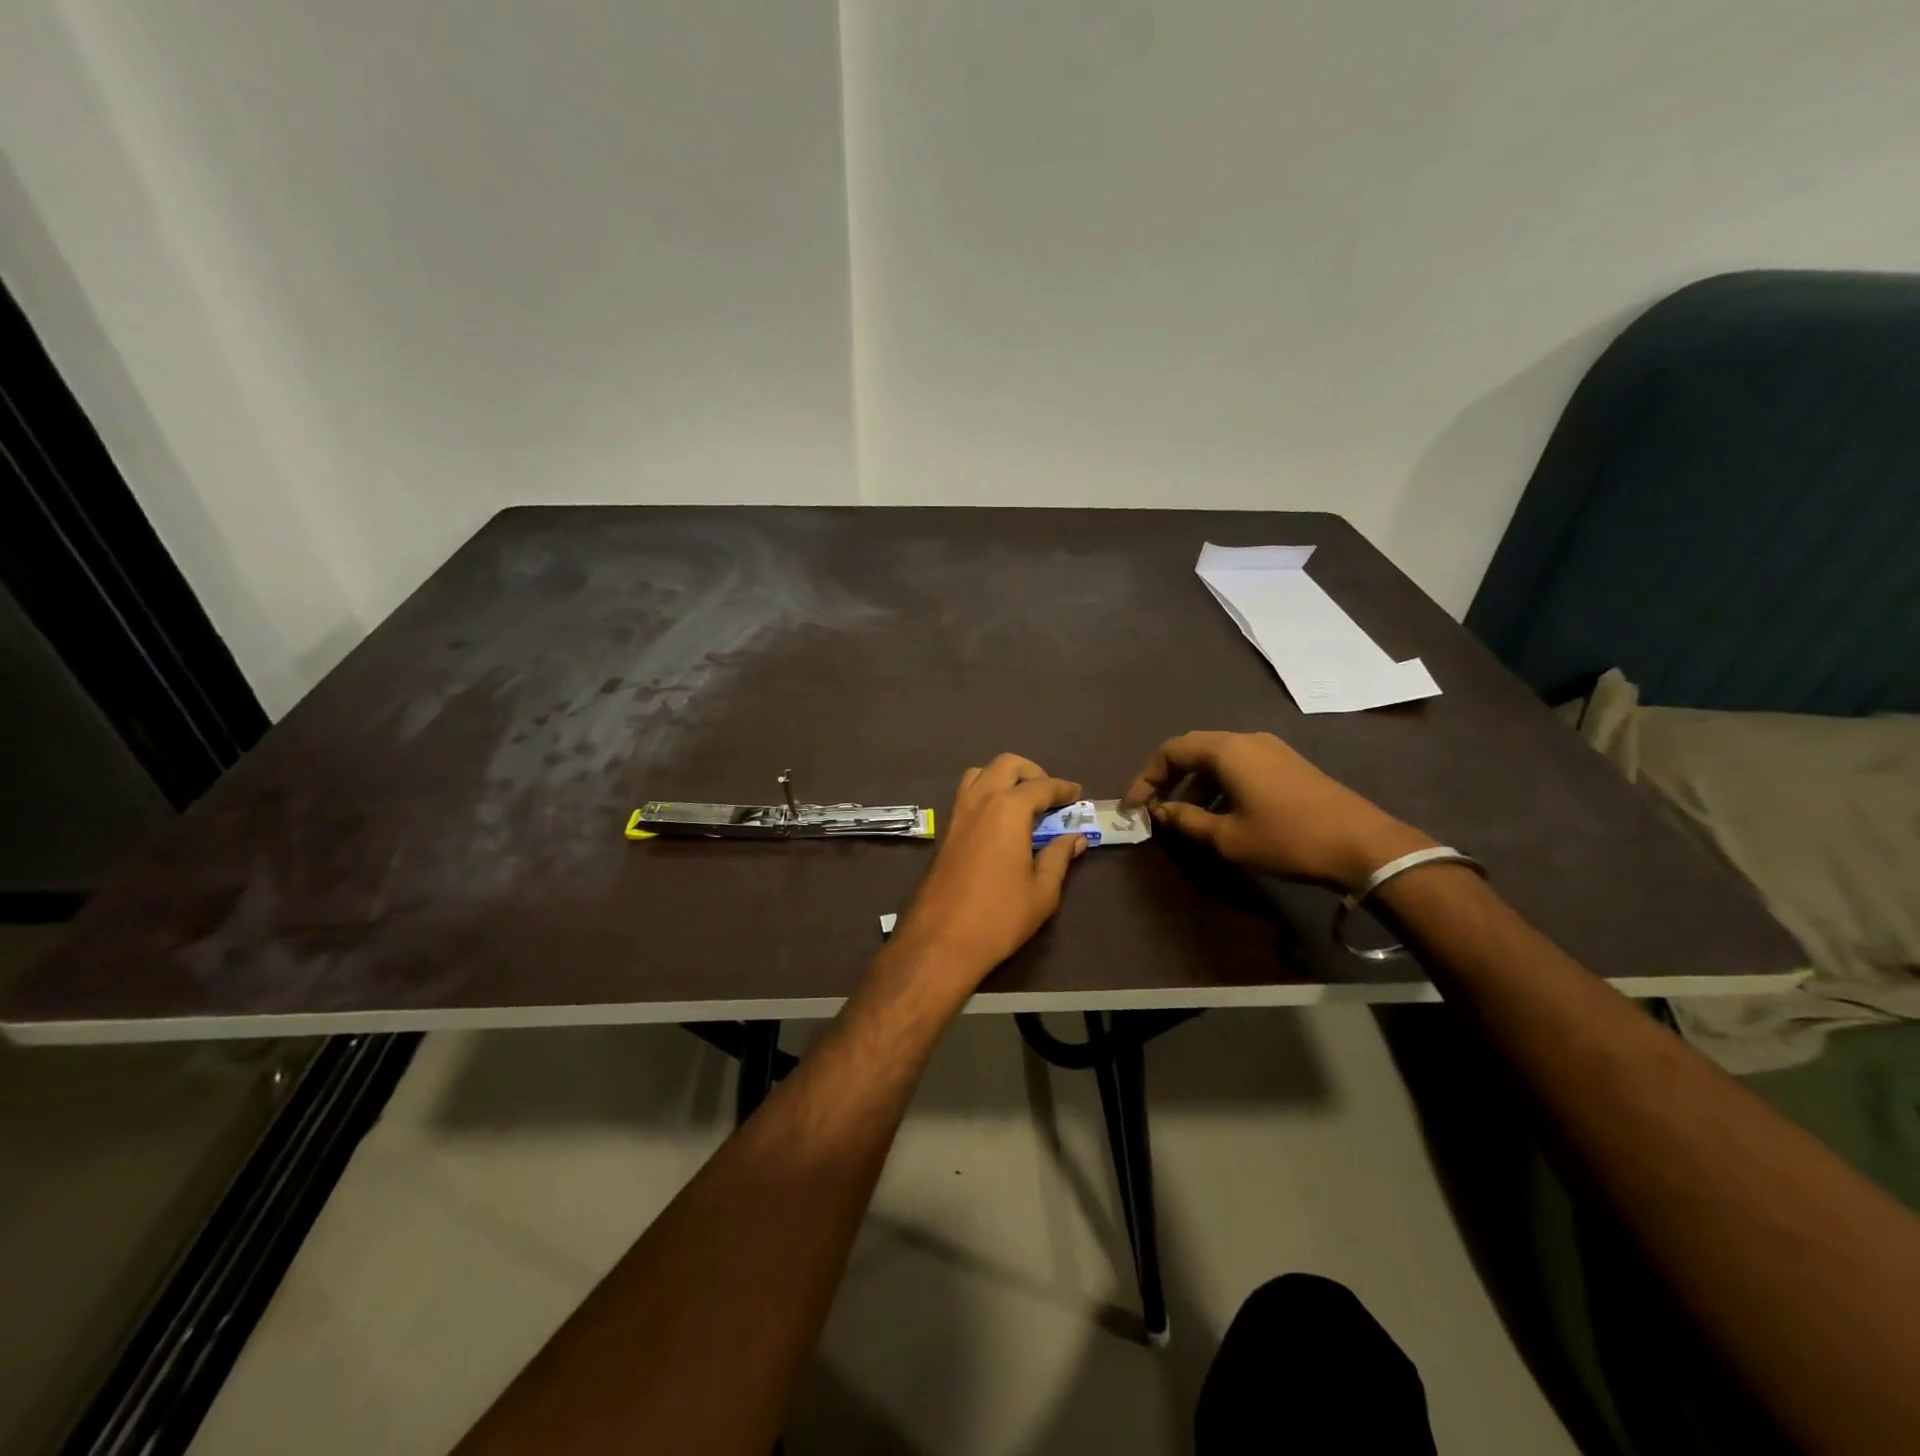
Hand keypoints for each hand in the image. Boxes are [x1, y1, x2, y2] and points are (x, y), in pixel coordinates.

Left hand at [889, 754, 1087, 989]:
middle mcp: (979, 801)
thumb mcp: (1042, 891)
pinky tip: (999, 822)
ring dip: (1002, 778)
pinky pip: (966, 795)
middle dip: (1031, 772)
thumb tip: (1074, 838)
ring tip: (1022, 803)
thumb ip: (1059, 857)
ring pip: (979, 774)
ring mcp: (956, 814)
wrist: (940, 941)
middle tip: (1049, 795)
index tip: (1077, 793)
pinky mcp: (944, 832)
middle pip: (1006, 765)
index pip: (1041, 786)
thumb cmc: (999, 917)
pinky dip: (985, 794)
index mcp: (1007, 810)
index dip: (1063, 788)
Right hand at [1122, 730, 1433, 887]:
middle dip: (1168, 776)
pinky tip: (1222, 813)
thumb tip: (1159, 812)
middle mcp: (1246, 740)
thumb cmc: (1287, 839)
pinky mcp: (1287, 763)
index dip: (1146, 777)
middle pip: (1193, 748)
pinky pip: (1240, 765)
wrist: (1363, 845)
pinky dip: (1219, 784)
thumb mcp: (1227, 838)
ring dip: (1195, 783)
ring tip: (1186, 816)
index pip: (1170, 751)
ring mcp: (1271, 749)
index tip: (1135, 807)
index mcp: (1227, 751)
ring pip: (1217, 758)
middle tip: (1154, 806)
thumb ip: (1186, 821)